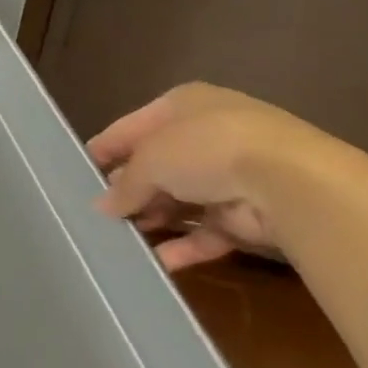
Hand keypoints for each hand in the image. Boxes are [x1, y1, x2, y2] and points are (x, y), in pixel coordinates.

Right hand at [87, 83, 351, 271]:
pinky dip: (181, 246)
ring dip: (152, 219)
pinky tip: (154, 261)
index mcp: (184, 105)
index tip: (77, 172)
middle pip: (157, 165)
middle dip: (128, 189)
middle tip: (96, 212)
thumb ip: (124, 184)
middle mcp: (208, 134)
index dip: (106, 149)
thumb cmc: (206, 149)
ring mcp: (231, 175)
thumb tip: (103, 206)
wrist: (289, 183)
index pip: (132, 126)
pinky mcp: (247, 214)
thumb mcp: (150, 158)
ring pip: (180, 200)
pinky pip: (205, 231)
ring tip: (117, 239)